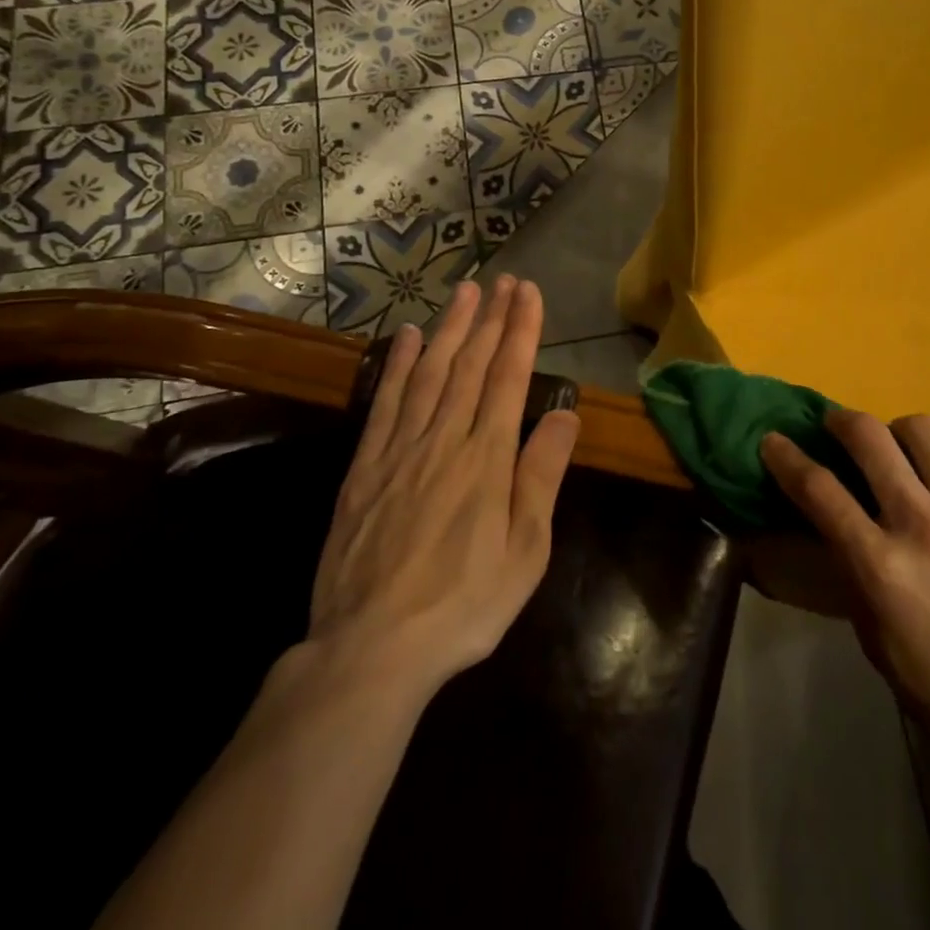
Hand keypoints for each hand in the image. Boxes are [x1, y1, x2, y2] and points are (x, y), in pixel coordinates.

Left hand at [296, 276, 579, 703]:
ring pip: (430, 373)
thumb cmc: (464, 603)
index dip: (520, 331)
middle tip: (504, 281)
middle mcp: (444, 439)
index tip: (528, 293)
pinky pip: (386, 403)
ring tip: (465, 293)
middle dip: (491, 319)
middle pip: (471, 365)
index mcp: (487, 457)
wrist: (372, 648)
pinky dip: (399, 366)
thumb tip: (563, 413)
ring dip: (451, 329)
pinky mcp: (365, 468)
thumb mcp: (525, 550)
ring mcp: (400, 449)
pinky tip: (410, 339)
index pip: (509, 377)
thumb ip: (541, 475)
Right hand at [762, 412, 929, 783]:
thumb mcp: (877, 642)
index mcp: (881, 566)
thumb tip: (838, 528)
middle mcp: (923, 525)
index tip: (773, 441)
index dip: (786, 458)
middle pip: (869, 437)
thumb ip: (855, 575)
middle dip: (842, 422)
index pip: (819, 489)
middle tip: (838, 428)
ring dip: (901, 437)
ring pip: (924, 430)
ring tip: (905, 457)